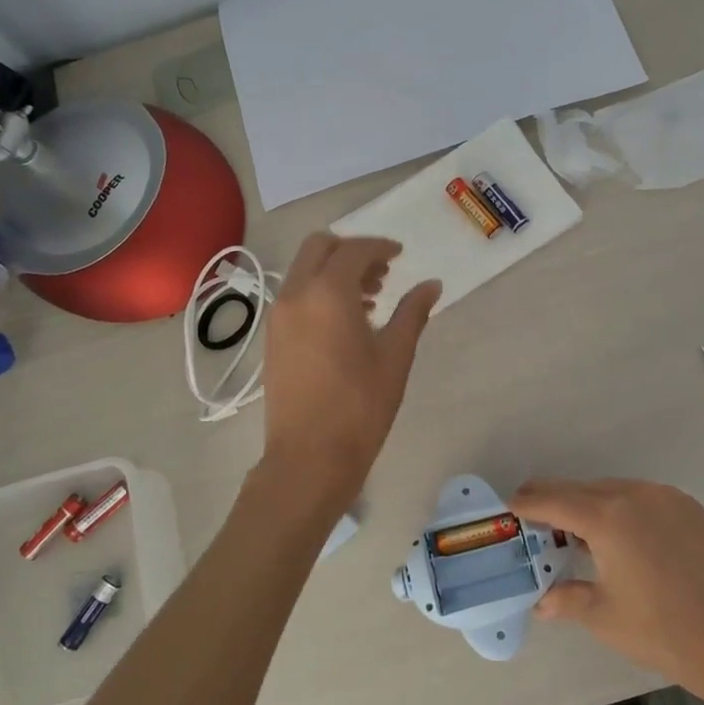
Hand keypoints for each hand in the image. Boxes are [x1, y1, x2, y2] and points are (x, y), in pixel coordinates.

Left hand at [261, 234, 440, 509]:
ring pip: (304, 271)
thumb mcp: (395, 356)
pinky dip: (319, 292)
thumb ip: (413, 312)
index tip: (401, 255)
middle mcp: (296, 295)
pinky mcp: (272, 338)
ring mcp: (278, 316)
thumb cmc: (360, 406)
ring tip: (371, 299)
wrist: (309, 457)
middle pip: (319, 248)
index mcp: (327, 293)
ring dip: (335, 271)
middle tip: (383, 273)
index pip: (354, 250)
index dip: (380, 247)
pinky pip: (296, 296)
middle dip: (352, 251)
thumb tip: (431, 285)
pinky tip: (347, 322)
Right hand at [519, 478, 703, 704]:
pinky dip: (620, 509)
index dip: (527, 503)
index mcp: (608, 517)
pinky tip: (619, 538)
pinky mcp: (690, 509)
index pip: (553, 501)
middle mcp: (635, 495)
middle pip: (581, 489)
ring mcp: (667, 498)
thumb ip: (567, 599)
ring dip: (588, 505)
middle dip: (554, 501)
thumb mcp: (605, 617)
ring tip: (575, 533)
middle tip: (533, 518)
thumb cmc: (665, 632)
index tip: (508, 506)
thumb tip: (541, 603)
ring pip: (612, 491)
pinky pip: (641, 498)